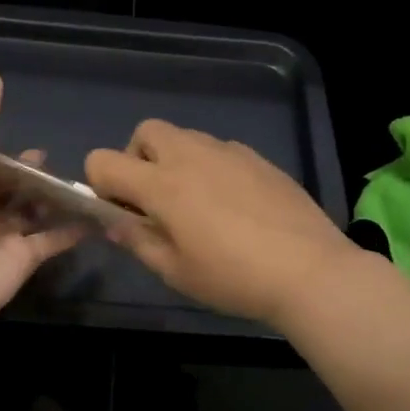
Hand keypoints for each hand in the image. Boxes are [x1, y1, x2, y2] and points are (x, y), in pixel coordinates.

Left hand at [0, 70, 81, 345]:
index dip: (12, 158)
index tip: (41, 150)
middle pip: (13, 191)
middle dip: (37, 180)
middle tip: (70, 166)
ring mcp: (1, 237)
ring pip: (34, 215)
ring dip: (57, 202)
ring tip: (91, 184)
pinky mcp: (22, 261)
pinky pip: (52, 241)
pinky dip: (73, 230)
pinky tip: (98, 214)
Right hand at [86, 120, 357, 328]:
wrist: (309, 271)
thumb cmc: (233, 278)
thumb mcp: (175, 271)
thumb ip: (138, 240)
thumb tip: (114, 221)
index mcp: (161, 184)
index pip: (103, 161)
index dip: (100, 184)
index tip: (121, 212)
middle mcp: (190, 155)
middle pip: (145, 132)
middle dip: (137, 158)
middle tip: (154, 199)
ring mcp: (228, 152)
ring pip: (185, 137)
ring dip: (174, 161)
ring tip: (195, 203)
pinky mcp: (257, 158)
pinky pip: (219, 150)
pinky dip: (210, 167)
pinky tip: (232, 204)